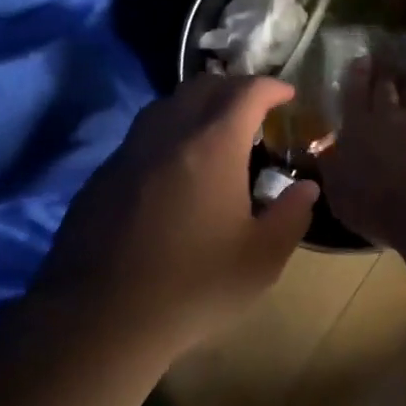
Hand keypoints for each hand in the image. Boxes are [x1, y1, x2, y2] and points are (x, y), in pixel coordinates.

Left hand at [36, 75, 319, 353]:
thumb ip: (291, 216)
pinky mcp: (101, 177)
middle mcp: (168, 134)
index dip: (271, 86)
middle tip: (255, 109)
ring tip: (214, 132)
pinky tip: (173, 171)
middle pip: (202, 87)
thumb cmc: (193, 286)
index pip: (246, 92)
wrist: (99, 319)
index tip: (288, 95)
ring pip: (166, 106)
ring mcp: (128, 153)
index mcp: (213, 145)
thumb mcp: (261, 259)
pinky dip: (167, 135)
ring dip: (196, 106)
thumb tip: (306, 188)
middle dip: (234, 88)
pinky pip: (141, 137)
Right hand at [319, 61, 405, 249]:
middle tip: (384, 65)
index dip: (358, 74)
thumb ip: (333, 170)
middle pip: (387, 86)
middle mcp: (391, 116)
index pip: (355, 91)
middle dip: (384, 74)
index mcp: (359, 127)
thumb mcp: (341, 195)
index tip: (361, 60)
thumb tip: (326, 153)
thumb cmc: (378, 207)